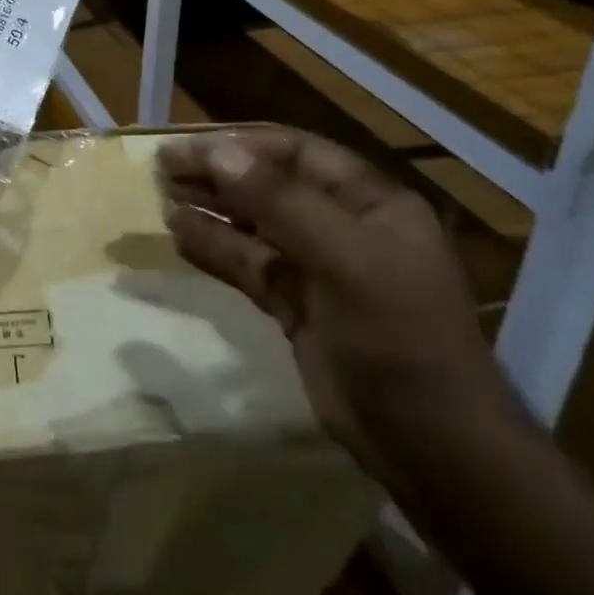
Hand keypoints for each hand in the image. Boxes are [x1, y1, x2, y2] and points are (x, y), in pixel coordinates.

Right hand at [157, 127, 513, 478]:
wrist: (433, 448)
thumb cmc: (398, 336)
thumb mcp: (345, 259)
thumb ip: (279, 202)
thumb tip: (217, 152)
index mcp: (369, 202)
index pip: (295, 153)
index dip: (240, 146)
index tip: (186, 148)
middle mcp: (343, 226)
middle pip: (270, 185)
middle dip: (218, 174)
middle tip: (161, 170)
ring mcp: (319, 268)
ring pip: (254, 226)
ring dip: (211, 209)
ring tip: (161, 198)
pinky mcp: (297, 307)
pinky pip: (250, 266)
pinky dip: (215, 249)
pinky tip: (179, 236)